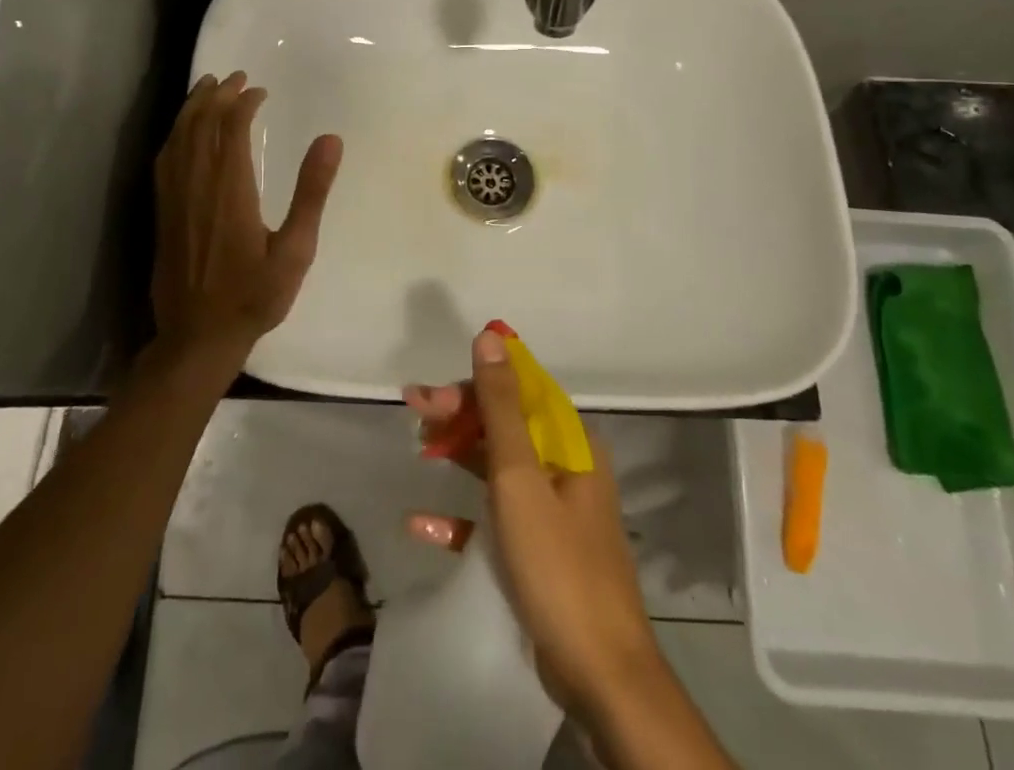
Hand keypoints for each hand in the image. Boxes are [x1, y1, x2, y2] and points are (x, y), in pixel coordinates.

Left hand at [152, 72, 342, 363]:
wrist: (197, 337)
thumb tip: (331, 139)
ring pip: (179, 138)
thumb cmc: (254, 296)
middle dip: (217, 95)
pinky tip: (182, 131)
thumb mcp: (296, 249)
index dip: (243, 103)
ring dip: (193, 108)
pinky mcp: (163, 212)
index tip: (259, 90)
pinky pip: (165, 160)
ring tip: (207, 87)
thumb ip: (311, 192)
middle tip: (235, 76)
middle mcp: (197, 185)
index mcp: (230, 189)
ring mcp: (175, 198)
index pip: (231, 129)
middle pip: (201, 125)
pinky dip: (175, 134)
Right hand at [404, 330, 661, 714]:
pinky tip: (422, 524)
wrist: (600, 677)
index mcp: (570, 443)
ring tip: (418, 447)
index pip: (518, 390)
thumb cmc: (558, 564)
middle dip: (459, 414)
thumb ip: (501, 406)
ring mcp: (553, 511)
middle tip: (413, 411)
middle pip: (505, 424)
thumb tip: (491, 336)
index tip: (429, 393)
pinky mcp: (539, 552)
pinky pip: (495, 520)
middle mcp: (565, 467)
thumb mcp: (521, 477)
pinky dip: (462, 517)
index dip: (473, 383)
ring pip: (498, 466)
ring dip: (459, 454)